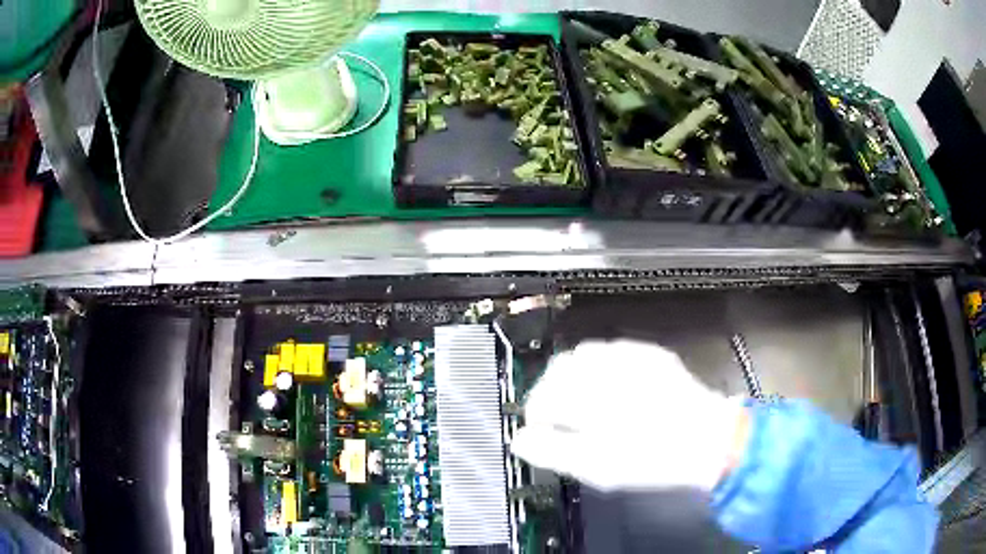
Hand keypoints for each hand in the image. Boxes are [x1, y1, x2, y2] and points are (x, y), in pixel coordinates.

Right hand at [511, 340, 749, 491]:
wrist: (709, 440)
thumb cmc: (651, 458)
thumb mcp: (595, 466)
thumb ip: (551, 450)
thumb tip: (519, 439)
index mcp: (589, 392)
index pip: (542, 395)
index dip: (536, 415)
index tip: (541, 432)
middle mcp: (606, 365)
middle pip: (559, 368)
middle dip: (552, 392)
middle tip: (560, 420)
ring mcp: (630, 355)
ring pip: (584, 356)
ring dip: (574, 379)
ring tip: (584, 406)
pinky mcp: (650, 354)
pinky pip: (612, 352)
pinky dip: (600, 369)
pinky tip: (611, 390)